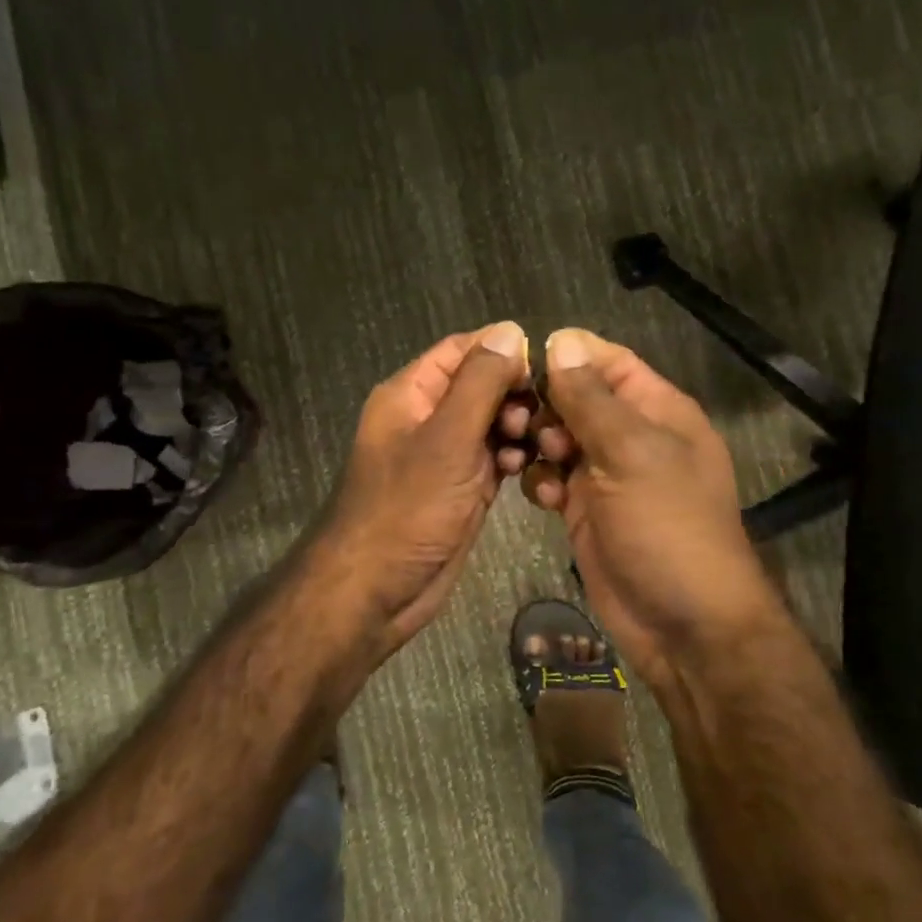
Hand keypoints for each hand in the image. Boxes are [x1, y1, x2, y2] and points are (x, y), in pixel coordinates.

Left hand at [314, 321, 533, 652]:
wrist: (376, 590)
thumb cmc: (406, 509)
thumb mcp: (446, 439)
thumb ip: (480, 384)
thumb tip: (511, 331)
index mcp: (411, 393)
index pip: (462, 349)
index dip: (504, 350)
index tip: (546, 366)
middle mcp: (427, 417)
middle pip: (482, 384)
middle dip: (516, 393)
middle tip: (544, 414)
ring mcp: (446, 454)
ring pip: (492, 421)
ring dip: (519, 427)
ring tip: (538, 443)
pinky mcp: (462, 487)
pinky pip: (494, 457)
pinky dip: (513, 457)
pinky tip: (527, 467)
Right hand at [524, 328, 776, 693]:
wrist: (682, 623)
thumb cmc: (667, 526)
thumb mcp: (631, 453)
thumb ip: (592, 399)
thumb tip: (561, 341)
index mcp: (657, 410)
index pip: (609, 361)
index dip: (568, 356)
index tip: (523, 364)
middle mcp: (631, 436)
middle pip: (576, 398)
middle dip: (547, 406)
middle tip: (526, 426)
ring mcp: (607, 474)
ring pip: (558, 438)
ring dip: (539, 445)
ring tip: (535, 462)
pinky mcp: (585, 509)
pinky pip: (552, 478)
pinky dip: (541, 482)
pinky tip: (543, 498)